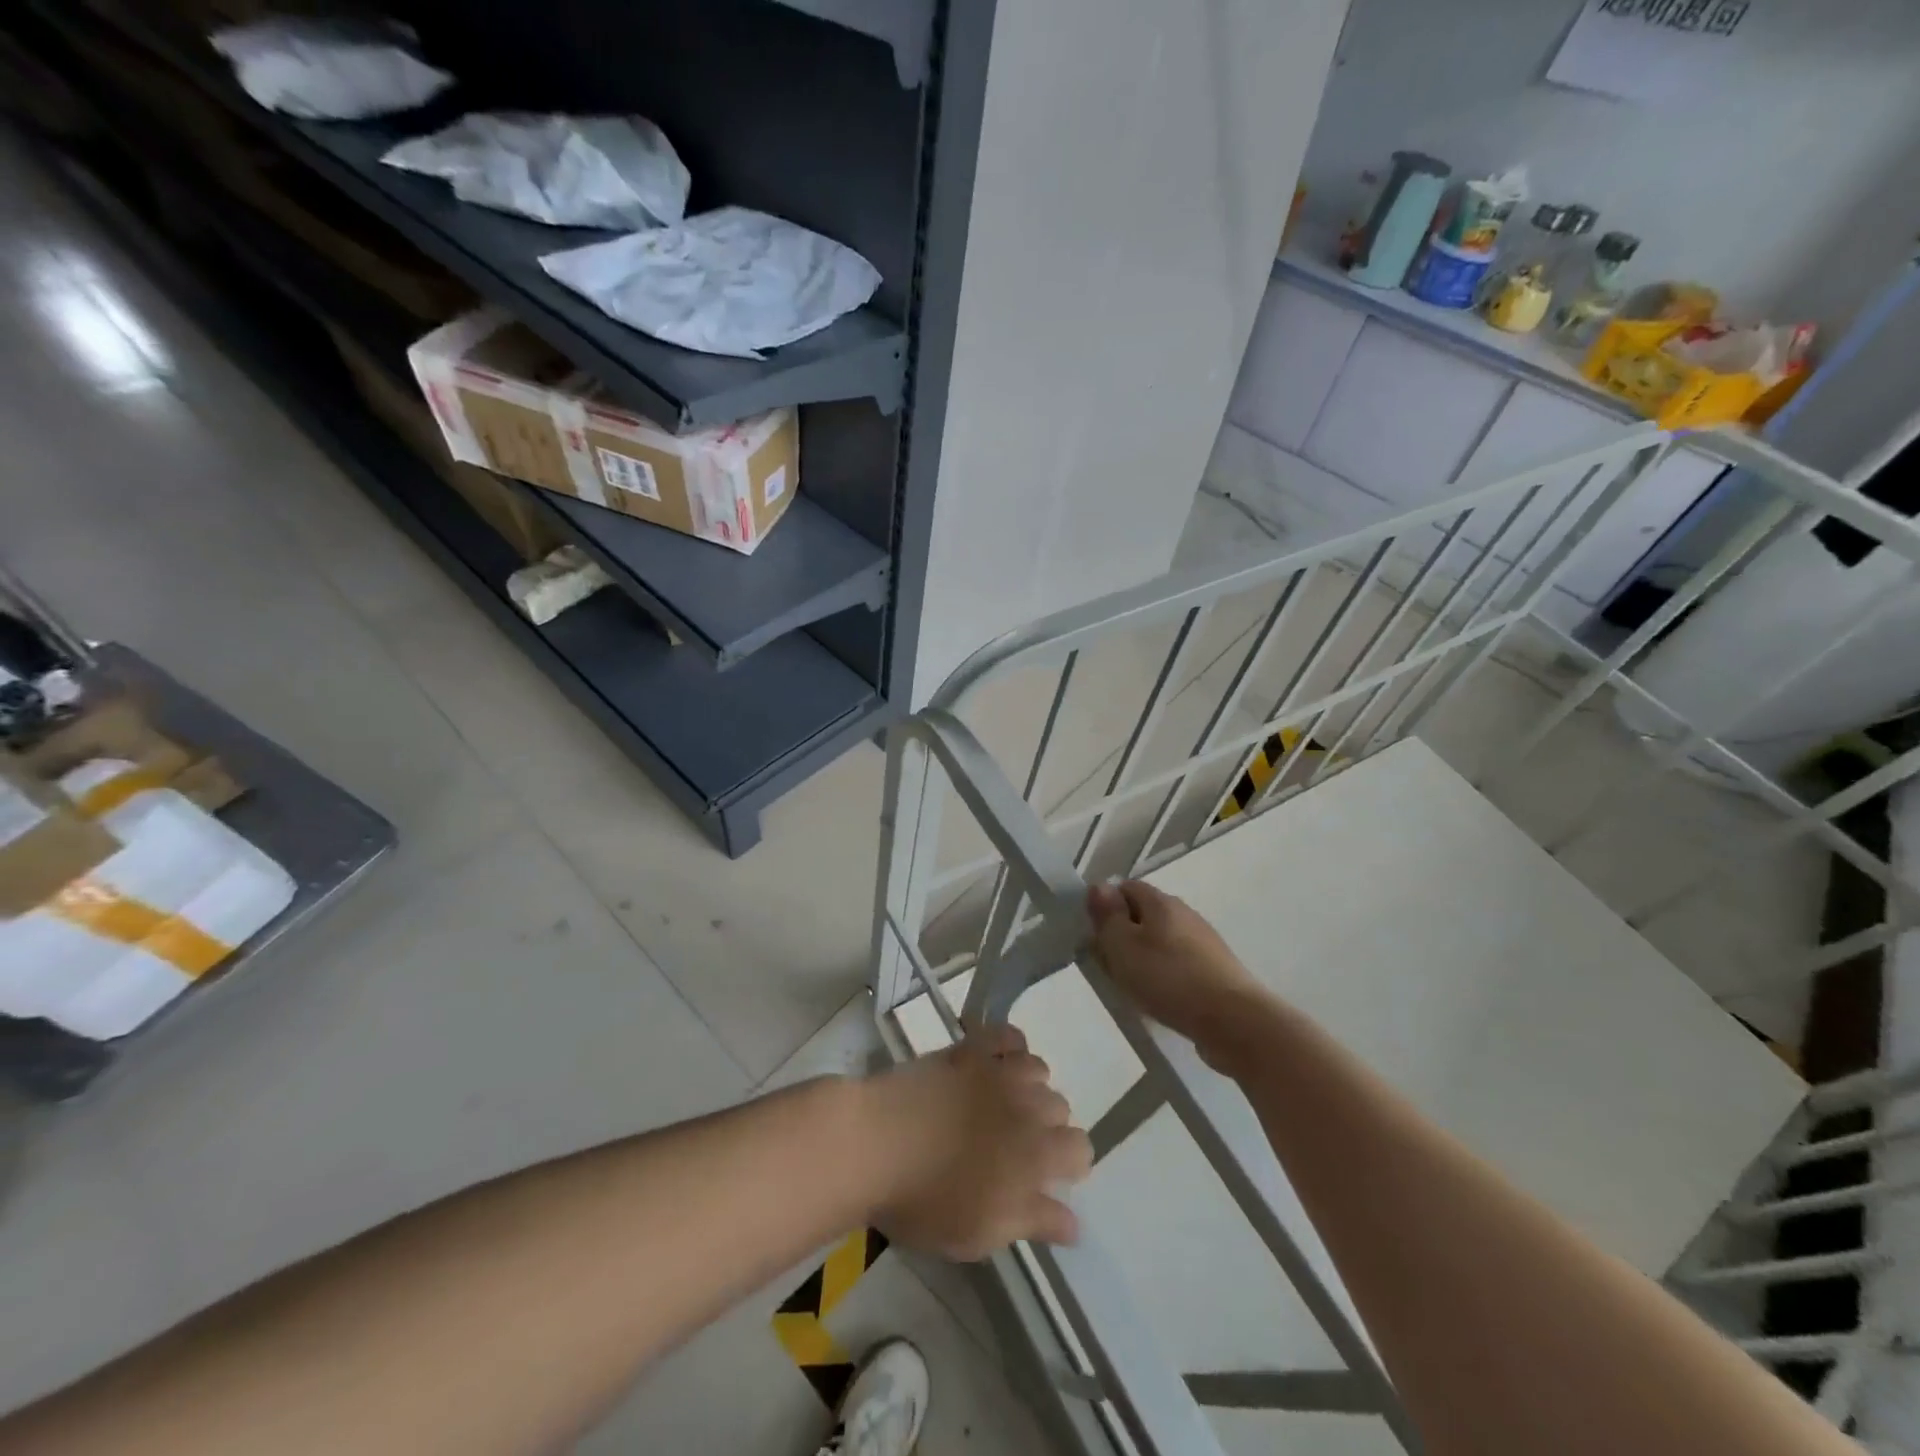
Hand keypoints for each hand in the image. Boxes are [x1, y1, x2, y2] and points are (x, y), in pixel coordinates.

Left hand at [863, 1024, 1091, 1260]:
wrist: (875, 1143)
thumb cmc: (927, 1200)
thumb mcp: (982, 1233)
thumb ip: (1034, 1222)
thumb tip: (1075, 1223)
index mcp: (1036, 1155)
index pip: (1081, 1150)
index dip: (1067, 1166)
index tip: (1039, 1180)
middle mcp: (1027, 1105)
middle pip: (1060, 1108)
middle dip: (1045, 1127)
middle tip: (1011, 1147)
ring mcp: (997, 1071)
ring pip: (1039, 1069)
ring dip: (1030, 1087)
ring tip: (1001, 1104)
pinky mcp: (969, 1049)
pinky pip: (1007, 1035)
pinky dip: (1010, 1046)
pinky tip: (996, 1062)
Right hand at [1087, 880, 1270, 1061]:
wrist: (1234, 1021)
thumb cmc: (1169, 978)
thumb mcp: (1123, 946)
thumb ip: (1107, 916)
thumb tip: (1098, 886)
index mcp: (1161, 901)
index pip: (1126, 888)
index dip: (1107, 907)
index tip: (1096, 936)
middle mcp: (1185, 914)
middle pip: (1145, 915)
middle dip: (1125, 936)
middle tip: (1111, 966)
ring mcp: (1205, 942)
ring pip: (1163, 942)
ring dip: (1145, 959)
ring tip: (1135, 988)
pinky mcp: (1217, 970)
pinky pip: (1180, 965)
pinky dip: (1167, 977)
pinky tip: (1163, 1000)